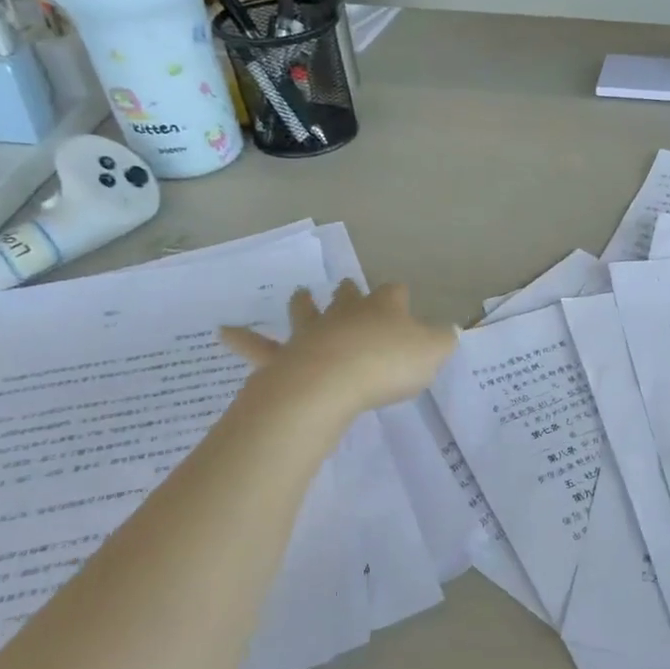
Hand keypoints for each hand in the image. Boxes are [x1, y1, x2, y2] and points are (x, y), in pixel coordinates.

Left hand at [221, 281, 455, 416]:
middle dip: (351, 292)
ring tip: (299, 294)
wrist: (332, 381)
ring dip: (304, 303)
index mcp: (384, 309)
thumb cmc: (387, 365)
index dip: (399, 296)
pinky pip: (259, 346)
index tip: (402, 300)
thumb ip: (442, 341)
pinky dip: (242, 339)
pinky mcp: (285, 355)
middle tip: (348, 287)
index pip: (394, 293)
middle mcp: (346, 313)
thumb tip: (447, 332)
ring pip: (306, 311)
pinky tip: (223, 332)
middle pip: (349, 296)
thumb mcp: (432, 353)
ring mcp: (313, 332)